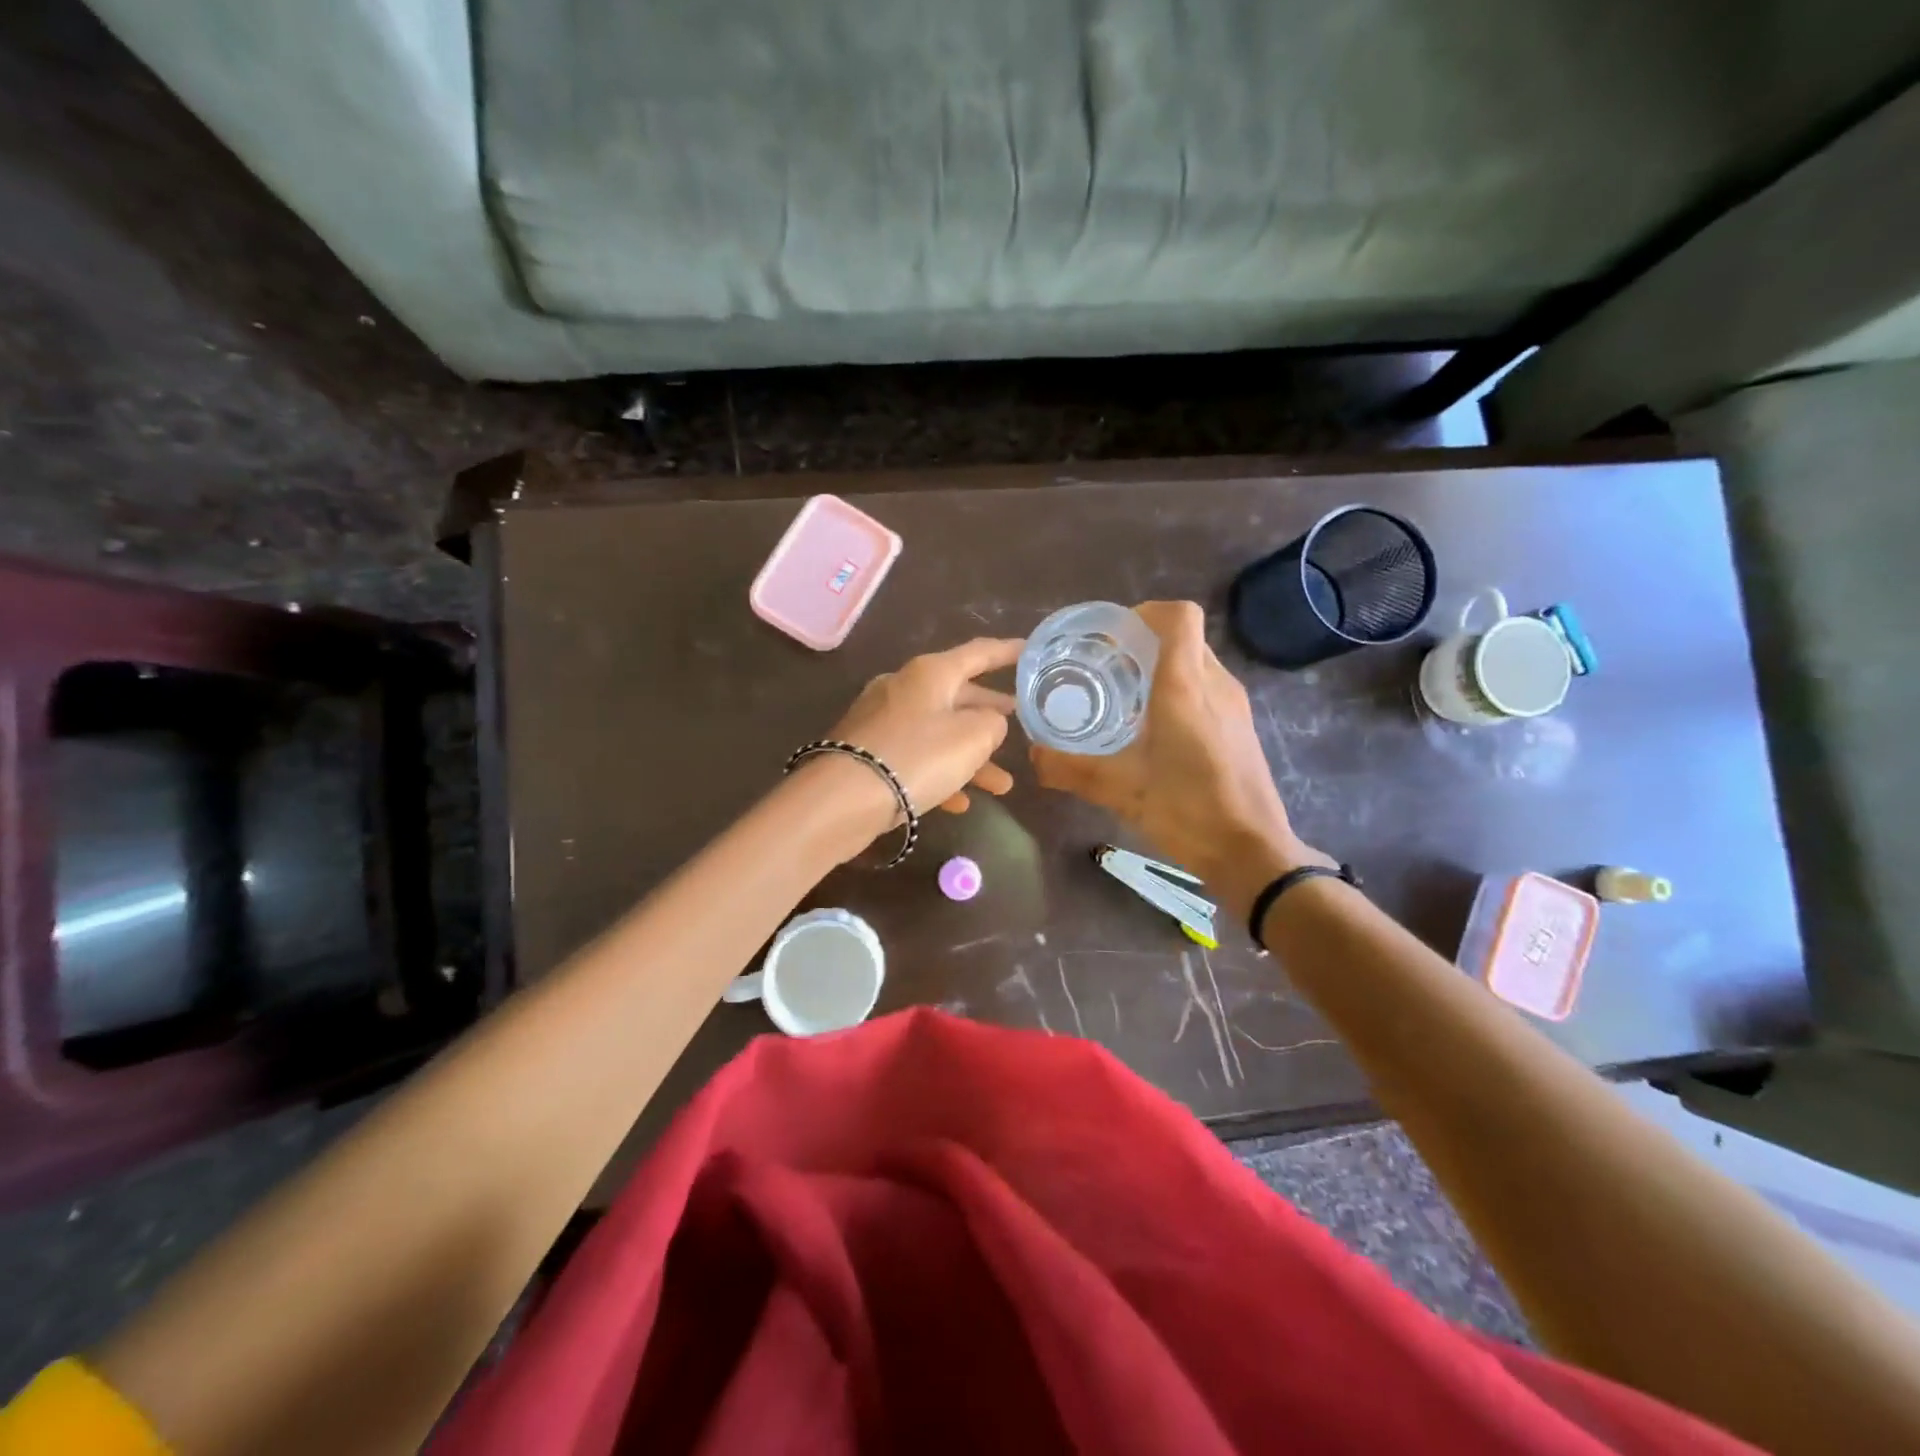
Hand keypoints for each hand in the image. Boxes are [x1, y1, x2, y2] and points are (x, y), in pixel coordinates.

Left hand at [816, 637, 1023, 843]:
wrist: (844, 798)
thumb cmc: (918, 757)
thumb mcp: (972, 737)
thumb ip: (993, 723)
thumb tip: (987, 722)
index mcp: (930, 673)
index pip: (979, 653)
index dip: (1008, 652)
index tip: (1030, 651)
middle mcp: (904, 688)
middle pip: (957, 694)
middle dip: (989, 713)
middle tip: (1017, 719)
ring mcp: (883, 721)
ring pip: (938, 733)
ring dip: (971, 757)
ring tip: (1003, 785)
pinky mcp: (869, 753)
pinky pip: (915, 758)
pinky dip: (940, 775)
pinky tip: (960, 802)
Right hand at [1029, 601, 1328, 889]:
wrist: (1251, 852)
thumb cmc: (1187, 812)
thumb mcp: (1119, 790)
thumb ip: (1070, 768)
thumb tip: (1033, 756)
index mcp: (1185, 687)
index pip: (1178, 617)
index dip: (1143, 614)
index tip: (1110, 639)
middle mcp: (1215, 684)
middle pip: (1183, 636)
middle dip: (1143, 642)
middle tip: (1106, 668)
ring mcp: (1234, 704)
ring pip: (1197, 661)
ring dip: (1162, 666)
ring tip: (1125, 697)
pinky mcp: (1241, 725)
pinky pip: (1208, 686)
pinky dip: (1180, 689)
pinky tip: (1155, 728)